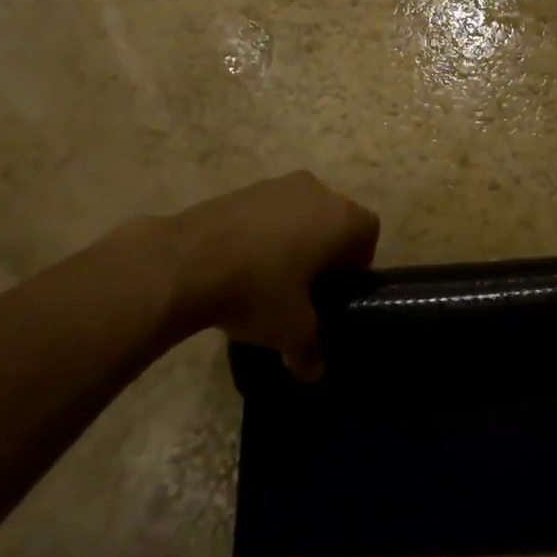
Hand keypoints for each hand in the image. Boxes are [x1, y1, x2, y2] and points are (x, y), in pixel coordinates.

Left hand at [150, 172, 378, 379]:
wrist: (187, 260)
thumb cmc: (258, 289)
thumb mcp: (291, 331)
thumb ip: (310, 351)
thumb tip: (314, 372)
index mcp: (341, 219)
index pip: (369, 232)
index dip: (358, 262)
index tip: (337, 290)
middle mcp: (316, 191)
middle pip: (334, 218)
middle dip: (325, 250)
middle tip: (306, 287)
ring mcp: (277, 185)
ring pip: (300, 212)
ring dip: (293, 239)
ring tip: (270, 278)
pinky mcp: (243, 189)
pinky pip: (268, 211)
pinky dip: (263, 233)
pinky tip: (241, 266)